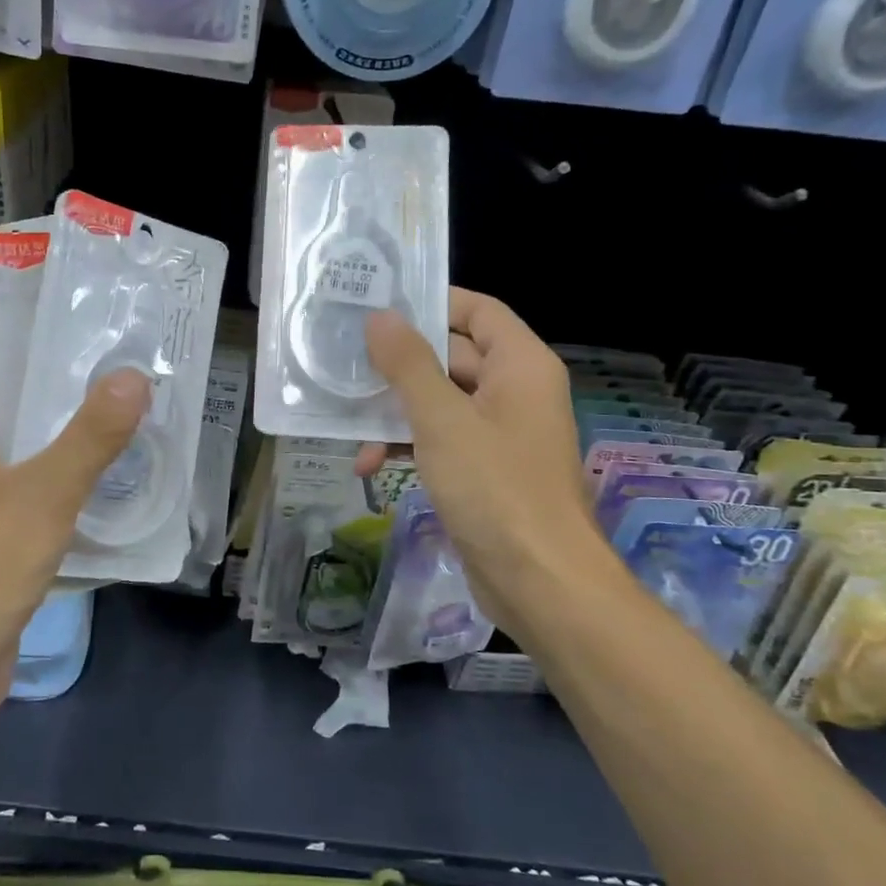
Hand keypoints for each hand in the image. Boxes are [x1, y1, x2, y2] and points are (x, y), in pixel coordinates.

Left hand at [0, 324, 150, 720]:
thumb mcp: (41, 495)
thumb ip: (90, 438)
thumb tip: (133, 377)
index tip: (14, 317)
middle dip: (18, 377)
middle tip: (80, 360)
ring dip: (37, 432)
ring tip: (96, 412)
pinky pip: (10, 498)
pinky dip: (42, 483)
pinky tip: (89, 484)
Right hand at [356, 290, 609, 605]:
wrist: (540, 582)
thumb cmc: (495, 488)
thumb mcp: (442, 420)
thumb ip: (408, 365)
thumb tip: (381, 317)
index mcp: (520, 366)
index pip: (478, 311)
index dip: (433, 302)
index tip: (380, 305)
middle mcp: (515, 392)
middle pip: (452, 357)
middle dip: (399, 365)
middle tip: (345, 360)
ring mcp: (500, 434)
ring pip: (440, 403)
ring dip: (396, 412)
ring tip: (347, 423)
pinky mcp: (485, 471)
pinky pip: (442, 441)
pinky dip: (408, 446)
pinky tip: (368, 465)